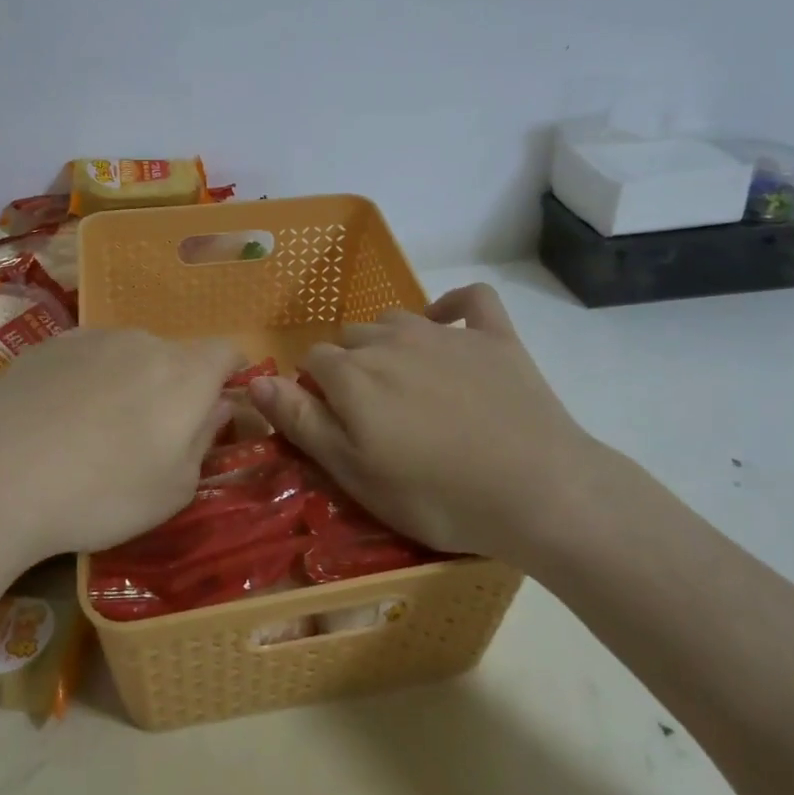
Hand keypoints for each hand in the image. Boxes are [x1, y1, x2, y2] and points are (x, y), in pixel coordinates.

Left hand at [0, 329, 240, 569]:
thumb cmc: (100, 494)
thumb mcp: (172, 490)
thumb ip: (204, 441)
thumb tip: (216, 408)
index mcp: (184, 373)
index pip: (226, 352)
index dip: (229, 376)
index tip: (214, 407)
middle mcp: (143, 341)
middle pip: (174, 356)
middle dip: (173, 387)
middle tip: (148, 436)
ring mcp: (92, 337)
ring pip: (128, 354)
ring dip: (128, 381)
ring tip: (94, 431)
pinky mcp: (48, 344)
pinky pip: (86, 356)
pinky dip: (86, 379)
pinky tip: (57, 418)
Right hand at [249, 284, 597, 559]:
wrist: (537, 491)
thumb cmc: (436, 495)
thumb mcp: (355, 473)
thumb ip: (302, 421)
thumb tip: (256, 380)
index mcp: (353, 373)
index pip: (313, 361)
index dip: (318, 390)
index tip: (336, 423)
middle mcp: (391, 339)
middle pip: (353, 337)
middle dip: (352, 366)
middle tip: (376, 414)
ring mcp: (445, 333)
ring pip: (397, 319)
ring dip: (391, 342)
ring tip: (408, 385)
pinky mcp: (494, 336)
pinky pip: (470, 299)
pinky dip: (454, 307)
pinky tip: (451, 325)